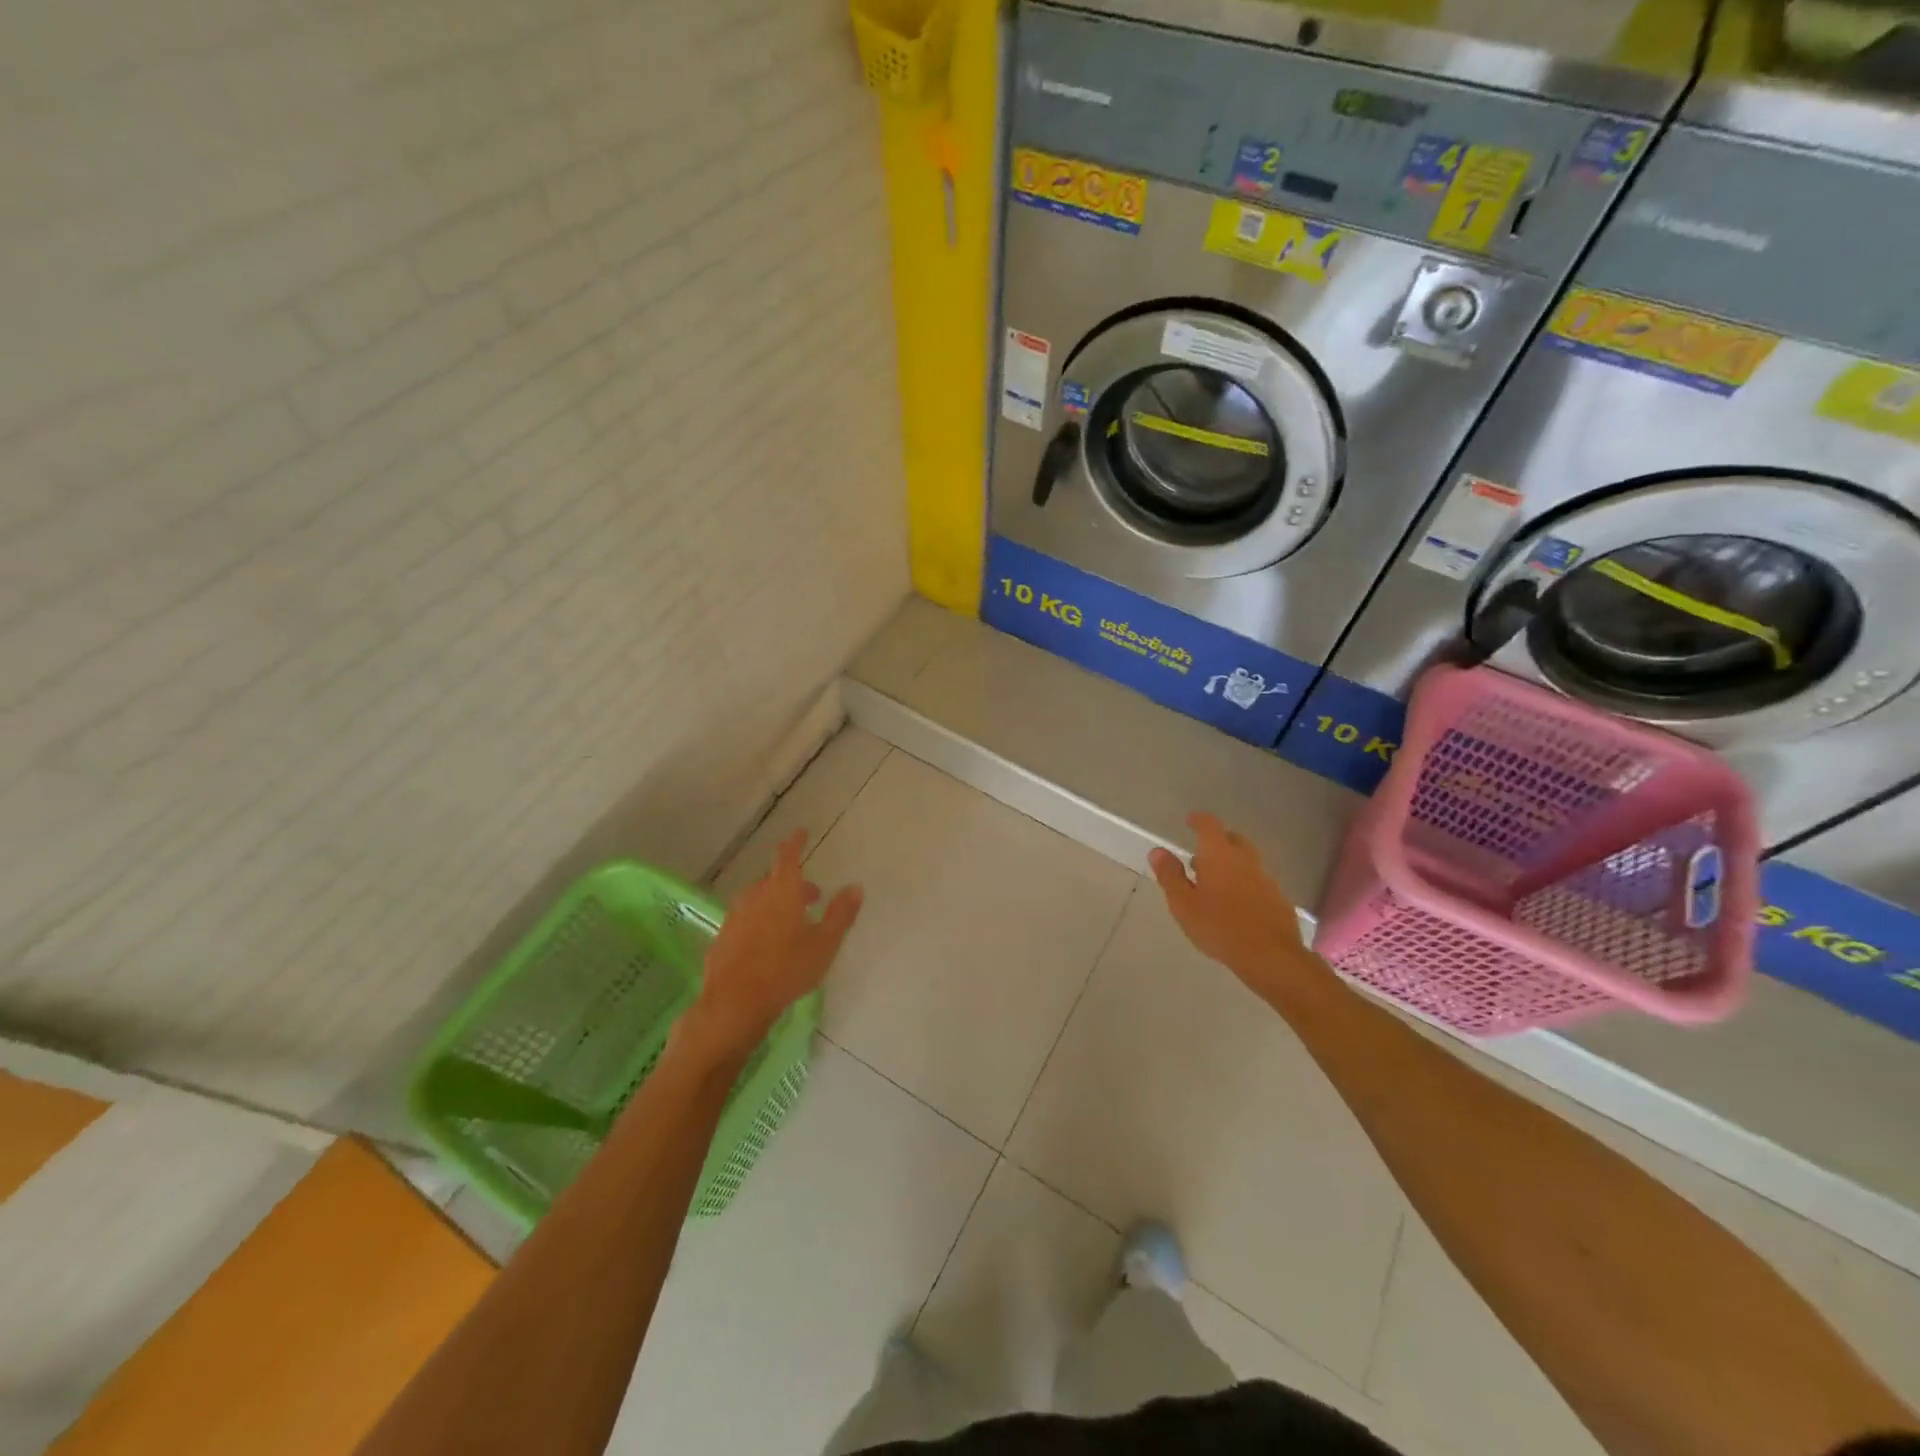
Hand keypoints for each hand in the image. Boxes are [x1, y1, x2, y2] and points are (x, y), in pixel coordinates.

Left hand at [686, 830, 862, 1058]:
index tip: (801, 833)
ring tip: (792, 921)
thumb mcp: (824, 944)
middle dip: (793, 882)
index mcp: (781, 891)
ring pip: (758, 899)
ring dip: (775, 902)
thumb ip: (840, 914)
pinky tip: (767, 943)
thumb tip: (855, 887)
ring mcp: (734, 917)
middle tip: (812, 895)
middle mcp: (755, 897)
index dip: (795, 843)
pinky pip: (745, 920)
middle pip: (773, 880)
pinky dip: (759, 921)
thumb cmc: (786, 970)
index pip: (787, 857)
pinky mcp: (722, 938)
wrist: (734, 1004)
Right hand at [1148, 812, 1309, 993]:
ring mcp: (1265, 878)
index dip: (1199, 820)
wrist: (1270, 956)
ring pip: (1247, 861)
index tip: (1190, 821)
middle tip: (1201, 856)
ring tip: (1215, 883)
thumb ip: (1170, 875)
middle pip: (1233, 839)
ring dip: (1231, 864)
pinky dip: (1245, 883)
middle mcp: (1245, 859)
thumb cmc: (1219, 927)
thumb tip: (1158, 851)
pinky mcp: (1278, 898)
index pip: (1209, 825)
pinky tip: (1237, 904)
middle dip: (1218, 841)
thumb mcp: (1183, 904)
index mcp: (1219, 855)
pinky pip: (1258, 881)